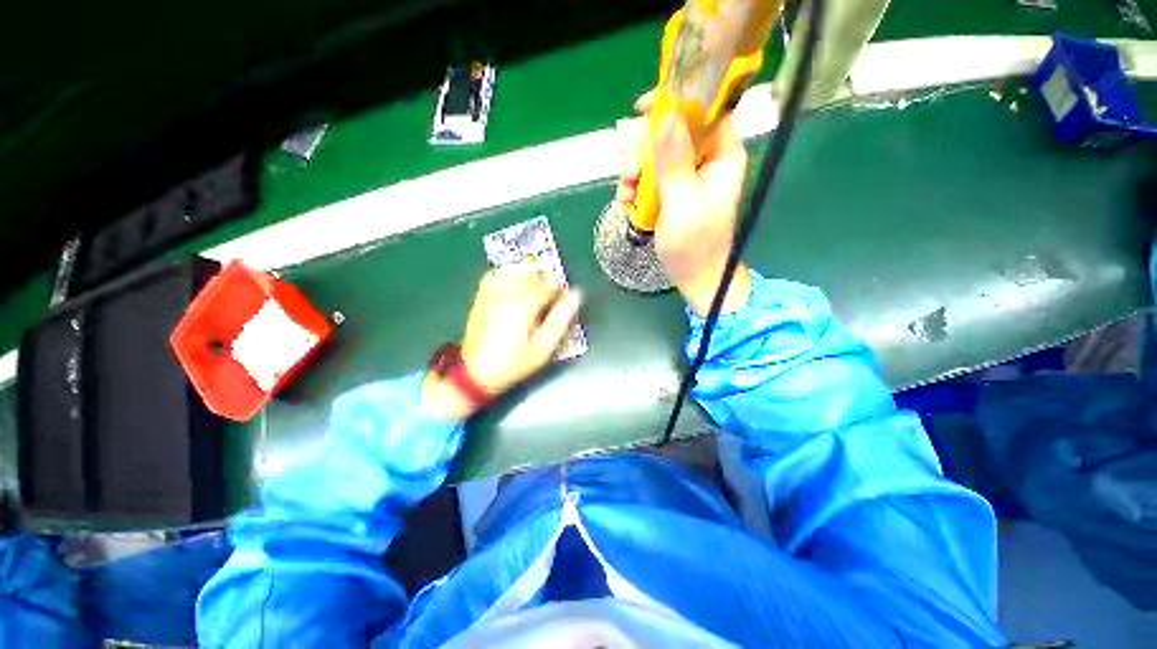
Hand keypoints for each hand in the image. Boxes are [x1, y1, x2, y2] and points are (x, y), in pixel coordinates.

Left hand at [423, 266, 582, 419]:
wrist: (476, 372)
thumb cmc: (515, 363)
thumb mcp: (544, 346)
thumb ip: (561, 319)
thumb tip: (577, 295)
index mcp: (524, 304)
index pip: (550, 287)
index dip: (561, 294)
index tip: (563, 306)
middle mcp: (507, 292)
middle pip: (534, 275)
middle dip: (546, 285)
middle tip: (549, 304)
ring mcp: (491, 292)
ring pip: (516, 272)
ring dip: (529, 278)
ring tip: (534, 295)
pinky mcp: (481, 296)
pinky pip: (496, 275)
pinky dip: (508, 275)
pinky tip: (514, 286)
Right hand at [615, 91, 751, 316]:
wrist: (694, 276)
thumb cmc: (694, 245)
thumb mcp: (682, 203)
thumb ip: (674, 161)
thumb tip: (666, 116)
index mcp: (721, 155)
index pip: (704, 108)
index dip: (674, 102)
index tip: (641, 111)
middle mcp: (705, 159)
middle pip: (670, 130)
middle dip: (643, 148)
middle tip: (630, 173)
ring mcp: (686, 176)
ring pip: (654, 153)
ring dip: (634, 170)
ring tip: (626, 194)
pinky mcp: (671, 191)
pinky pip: (648, 176)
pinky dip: (634, 187)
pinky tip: (627, 203)